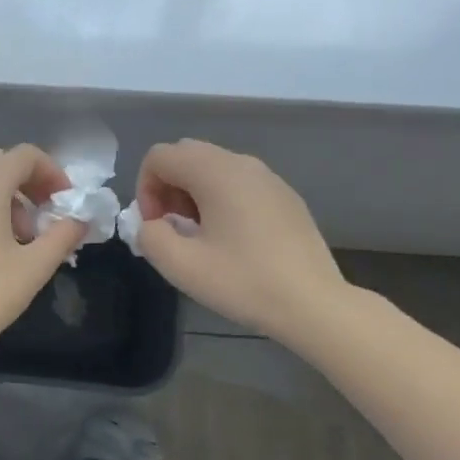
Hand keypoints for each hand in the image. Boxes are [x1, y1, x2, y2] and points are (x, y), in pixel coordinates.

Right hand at [133, 139, 347, 345]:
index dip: (145, 189)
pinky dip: (221, 198)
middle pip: (186, 155)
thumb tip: (152, 224)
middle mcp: (241, 162)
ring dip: (193, 193)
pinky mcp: (284, 195)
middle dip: (168, 187)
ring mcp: (268, 177)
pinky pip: (239, 182)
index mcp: (214, 171)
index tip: (156, 226)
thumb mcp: (181, 266)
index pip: (159, 156)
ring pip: (213, 167)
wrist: (314, 304)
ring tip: (201, 235)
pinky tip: (233, 239)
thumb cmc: (244, 282)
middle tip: (174, 228)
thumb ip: (149, 237)